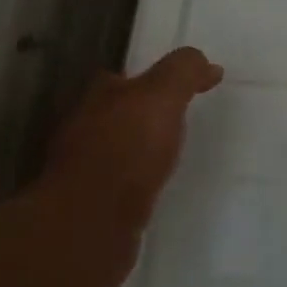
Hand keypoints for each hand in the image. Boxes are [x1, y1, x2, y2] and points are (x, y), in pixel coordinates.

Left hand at [44, 47, 222, 226]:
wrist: (91, 223)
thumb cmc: (127, 148)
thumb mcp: (163, 95)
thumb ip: (183, 71)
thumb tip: (206, 63)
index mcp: (97, 97)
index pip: (121, 78)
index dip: (150, 80)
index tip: (179, 89)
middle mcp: (81, 128)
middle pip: (115, 113)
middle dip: (140, 115)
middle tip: (176, 120)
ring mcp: (80, 169)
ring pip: (113, 149)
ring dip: (135, 150)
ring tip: (167, 156)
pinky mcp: (87, 206)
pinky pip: (115, 183)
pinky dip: (131, 181)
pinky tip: (150, 188)